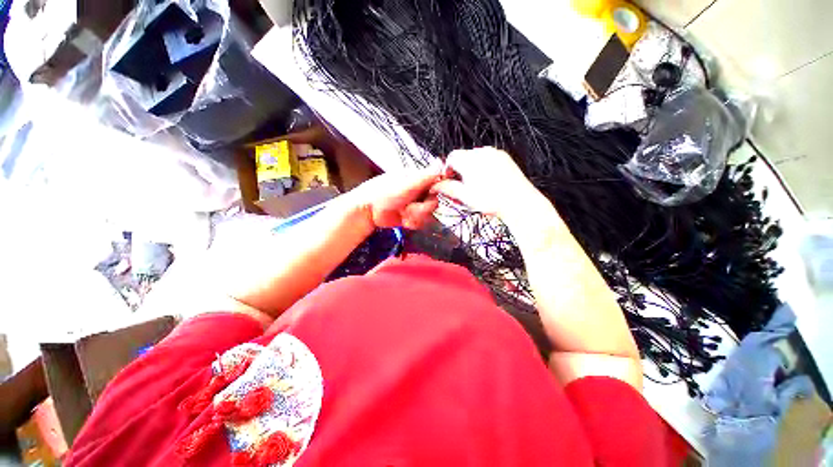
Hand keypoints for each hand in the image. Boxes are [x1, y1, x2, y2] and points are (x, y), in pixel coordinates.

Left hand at [351, 165, 442, 229]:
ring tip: (402, 212)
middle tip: (408, 207)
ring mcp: (416, 205)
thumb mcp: (407, 183)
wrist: (369, 210)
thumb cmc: (385, 192)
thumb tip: (441, 162)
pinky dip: (412, 222)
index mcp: (420, 179)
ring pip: (429, 215)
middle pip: (434, 203)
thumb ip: (425, 176)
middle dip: (422, 208)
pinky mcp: (412, 217)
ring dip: (415, 216)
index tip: (428, 195)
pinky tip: (402, 219)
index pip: (439, 184)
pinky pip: (421, 223)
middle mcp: (420, 192)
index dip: (436, 192)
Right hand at [430, 147, 550, 219]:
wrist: (519, 203)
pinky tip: (487, 183)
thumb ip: (447, 188)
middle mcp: (482, 152)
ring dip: (471, 171)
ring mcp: (495, 154)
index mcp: (470, 159)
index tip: (448, 182)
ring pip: (475, 159)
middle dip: (459, 172)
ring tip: (475, 187)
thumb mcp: (465, 196)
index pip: (451, 157)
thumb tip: (434, 186)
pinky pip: (488, 160)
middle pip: (463, 158)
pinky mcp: (505, 158)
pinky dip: (483, 169)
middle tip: (461, 188)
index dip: (447, 170)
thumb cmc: (491, 200)